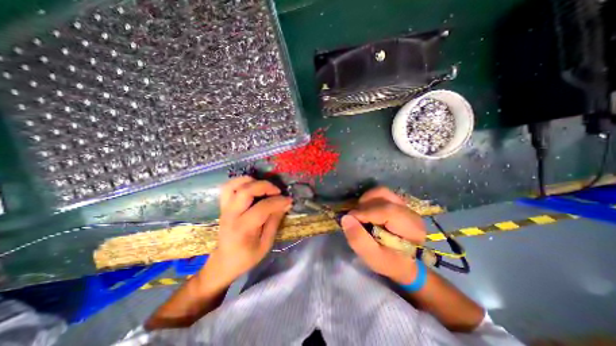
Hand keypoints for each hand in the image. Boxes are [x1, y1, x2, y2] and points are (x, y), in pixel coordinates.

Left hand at [207, 177, 291, 285]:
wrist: (224, 262)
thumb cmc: (247, 257)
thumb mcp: (266, 244)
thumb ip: (275, 221)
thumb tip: (285, 204)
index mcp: (243, 228)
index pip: (262, 208)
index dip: (278, 201)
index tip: (289, 200)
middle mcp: (231, 215)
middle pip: (245, 191)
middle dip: (265, 186)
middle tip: (277, 191)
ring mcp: (225, 208)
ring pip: (234, 185)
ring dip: (252, 181)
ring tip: (264, 187)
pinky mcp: (223, 205)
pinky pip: (228, 187)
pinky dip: (240, 182)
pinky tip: (252, 186)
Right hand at [339, 187, 426, 282]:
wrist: (405, 262)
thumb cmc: (390, 262)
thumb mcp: (373, 258)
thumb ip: (359, 239)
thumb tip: (345, 218)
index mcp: (411, 228)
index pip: (386, 211)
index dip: (364, 213)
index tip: (349, 220)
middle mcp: (410, 212)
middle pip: (383, 196)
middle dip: (364, 205)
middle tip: (355, 218)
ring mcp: (405, 205)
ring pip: (382, 192)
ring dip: (366, 200)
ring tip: (361, 214)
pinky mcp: (399, 203)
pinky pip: (382, 194)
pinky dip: (370, 199)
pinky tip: (367, 211)